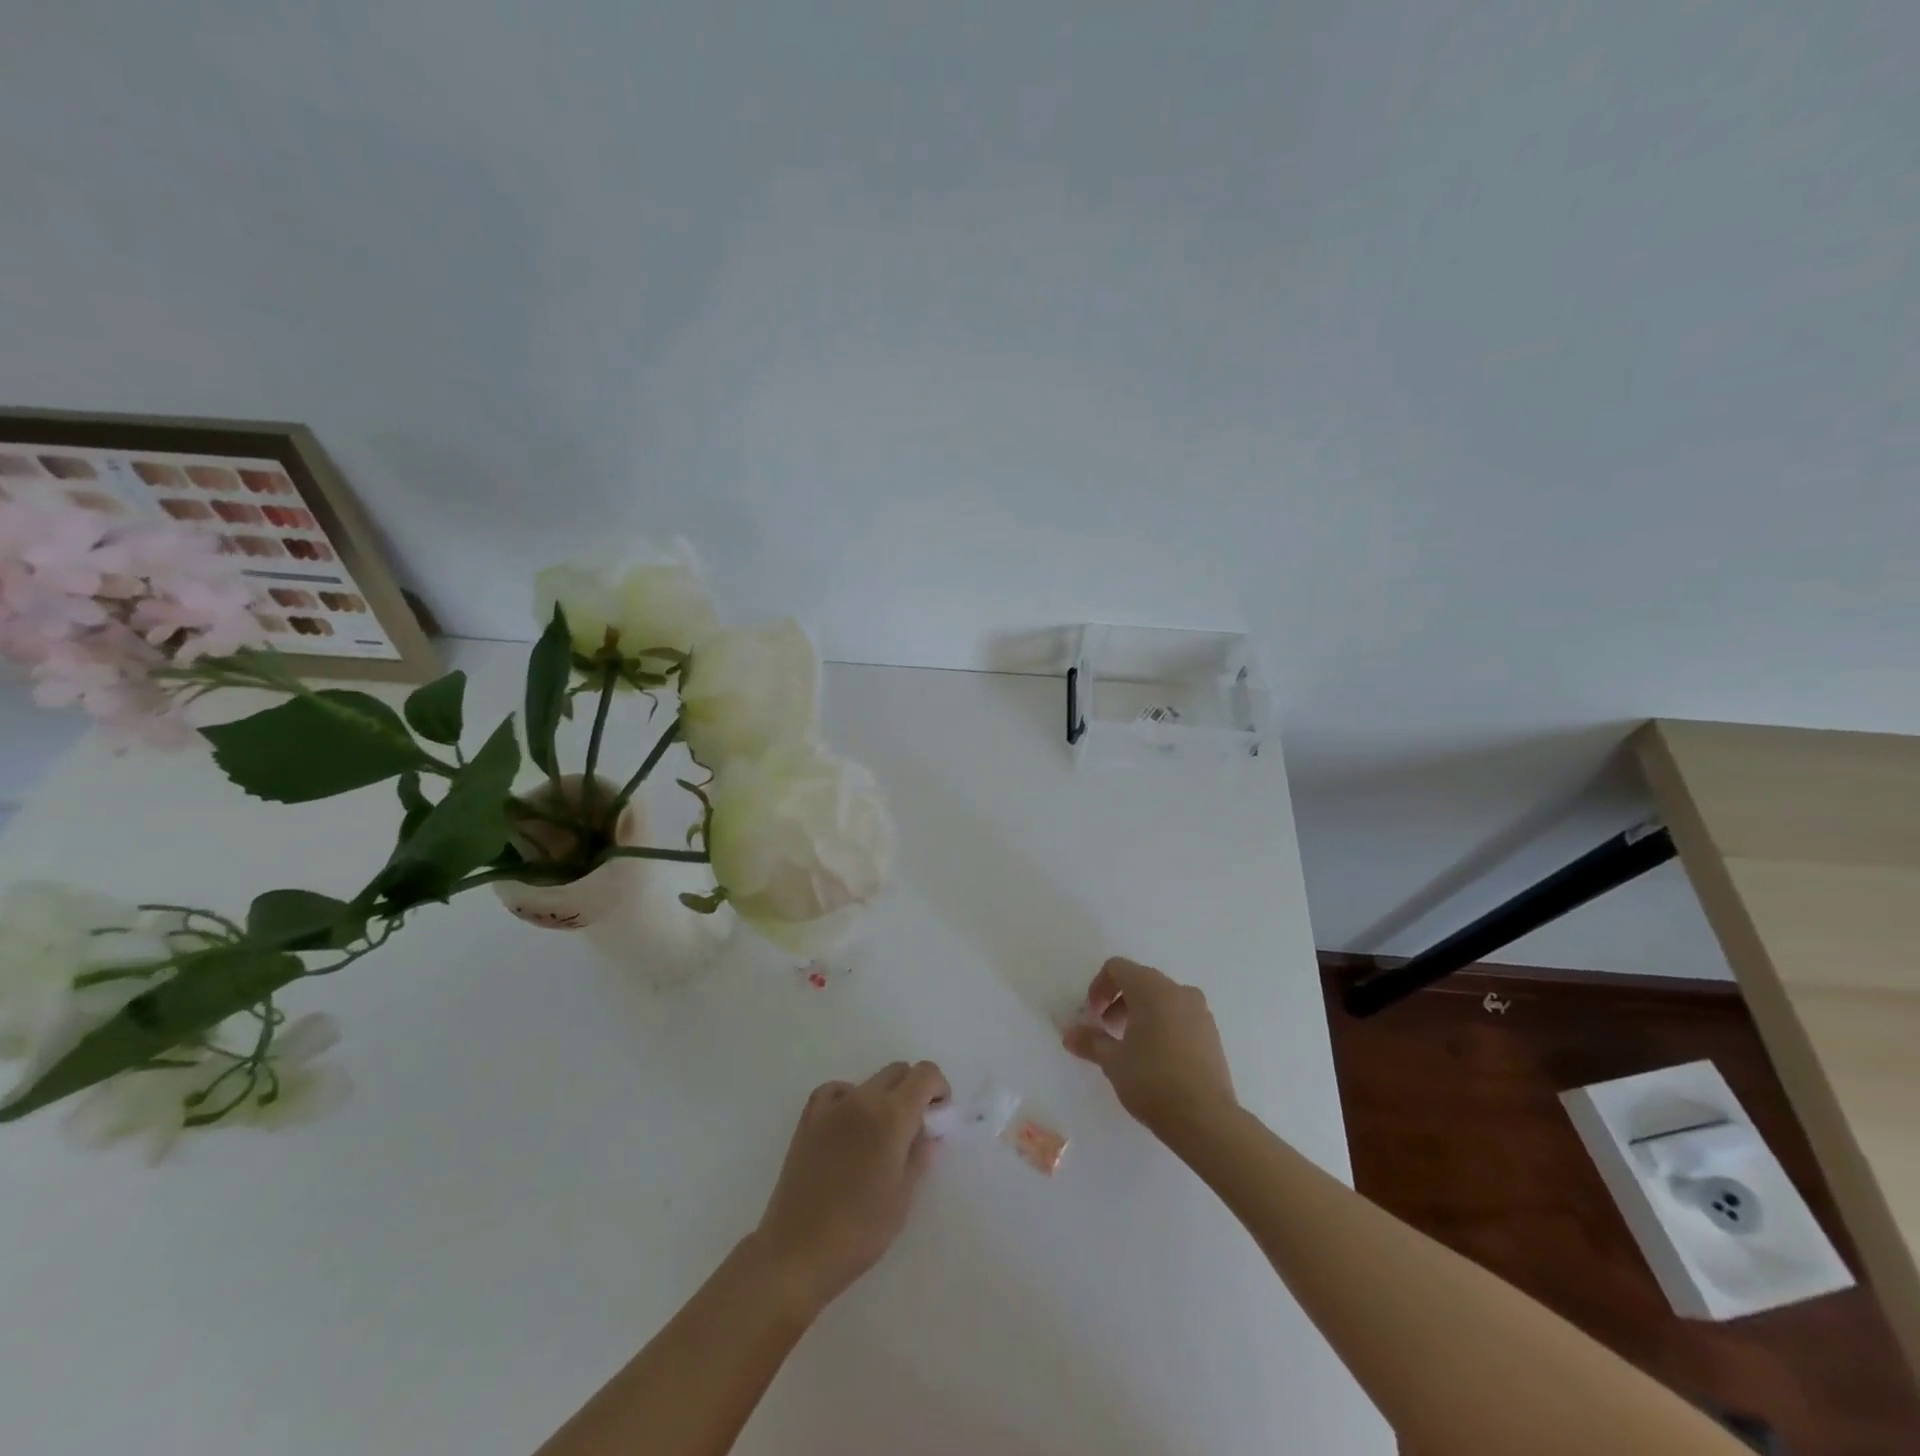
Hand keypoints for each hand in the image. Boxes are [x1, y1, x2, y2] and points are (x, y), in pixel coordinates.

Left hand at [751, 1061, 950, 1319]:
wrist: (796, 1251)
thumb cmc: (859, 1231)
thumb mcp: (902, 1198)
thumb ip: (919, 1155)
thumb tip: (929, 1133)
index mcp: (891, 1116)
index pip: (925, 1074)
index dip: (938, 1088)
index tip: (938, 1115)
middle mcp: (863, 1099)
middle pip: (898, 1071)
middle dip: (913, 1090)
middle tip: (914, 1127)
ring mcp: (832, 1105)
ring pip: (870, 1080)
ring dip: (884, 1097)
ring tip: (879, 1136)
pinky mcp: (809, 1117)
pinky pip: (838, 1090)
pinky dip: (851, 1099)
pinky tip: (850, 1127)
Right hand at [1063, 957, 1237, 1138]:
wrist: (1205, 1119)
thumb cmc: (1152, 1080)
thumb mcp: (1112, 1061)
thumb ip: (1090, 1041)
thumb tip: (1070, 1034)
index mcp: (1152, 988)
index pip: (1117, 968)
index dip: (1099, 987)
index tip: (1092, 1016)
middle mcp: (1178, 991)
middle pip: (1140, 981)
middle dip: (1118, 1002)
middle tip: (1106, 1031)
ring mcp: (1200, 1012)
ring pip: (1162, 1000)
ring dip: (1141, 1014)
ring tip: (1130, 1047)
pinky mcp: (1212, 1034)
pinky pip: (1180, 1017)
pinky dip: (1162, 1025)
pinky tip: (1156, 1058)